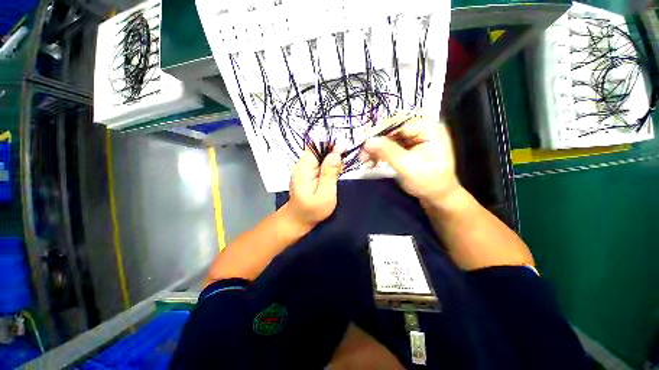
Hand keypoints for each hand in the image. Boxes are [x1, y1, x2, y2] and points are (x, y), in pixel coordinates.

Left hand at [287, 148, 342, 226]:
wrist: (299, 219)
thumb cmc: (312, 210)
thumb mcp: (325, 194)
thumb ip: (330, 173)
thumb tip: (336, 153)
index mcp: (304, 168)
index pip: (316, 145)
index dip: (331, 146)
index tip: (343, 153)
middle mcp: (302, 164)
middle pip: (320, 149)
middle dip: (333, 155)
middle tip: (340, 170)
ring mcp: (303, 168)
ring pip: (321, 156)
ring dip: (332, 162)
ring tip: (336, 175)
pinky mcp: (307, 172)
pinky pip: (320, 163)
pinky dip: (328, 167)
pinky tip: (332, 177)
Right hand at [363, 115, 461, 205]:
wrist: (437, 197)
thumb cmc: (427, 181)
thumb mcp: (406, 166)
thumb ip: (387, 151)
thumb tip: (367, 141)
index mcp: (428, 128)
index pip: (399, 124)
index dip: (379, 133)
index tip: (365, 144)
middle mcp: (422, 129)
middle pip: (393, 132)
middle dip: (377, 144)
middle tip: (362, 155)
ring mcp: (415, 139)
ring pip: (390, 140)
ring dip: (377, 150)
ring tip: (364, 160)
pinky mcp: (409, 148)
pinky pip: (391, 147)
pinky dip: (381, 154)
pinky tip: (371, 161)